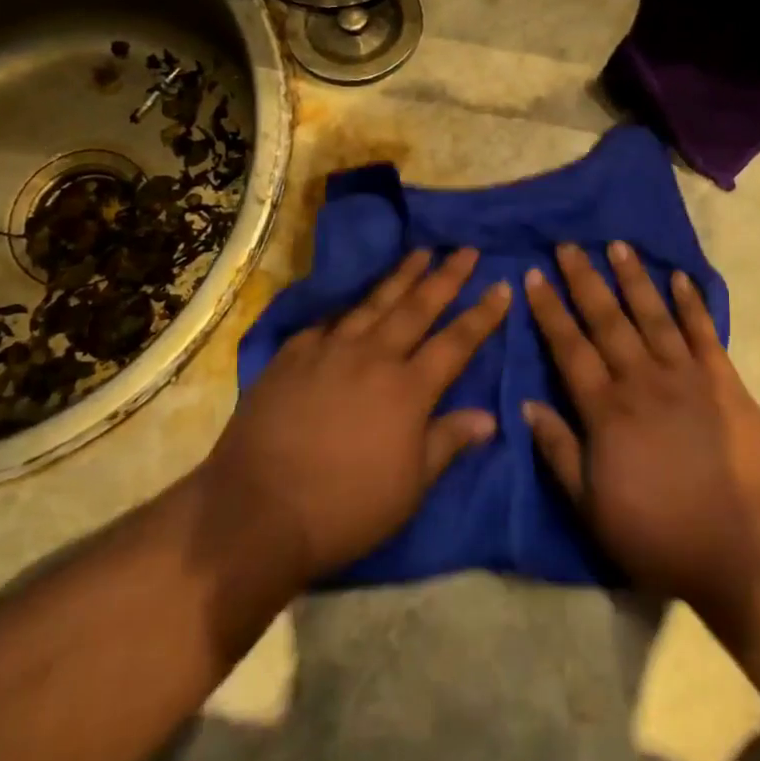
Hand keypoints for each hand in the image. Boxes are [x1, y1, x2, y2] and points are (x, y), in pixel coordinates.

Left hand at [201, 247, 510, 588]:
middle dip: (447, 277)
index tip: (502, 286)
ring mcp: (330, 350)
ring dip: (401, 276)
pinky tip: (354, 300)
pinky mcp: (293, 355)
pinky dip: (348, 307)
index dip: (483, 314)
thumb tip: (490, 416)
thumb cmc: (344, 508)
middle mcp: (374, 357)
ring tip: (421, 253)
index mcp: (408, 389)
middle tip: (466, 250)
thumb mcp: (410, 487)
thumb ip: (448, 442)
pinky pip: (328, 322)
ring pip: (374, 303)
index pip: (456, 342)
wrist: (257, 510)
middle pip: (418, 307)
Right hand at [521, 242, 759, 634]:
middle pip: (607, 320)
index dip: (549, 310)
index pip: (569, 348)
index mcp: (606, 411)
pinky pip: (703, 333)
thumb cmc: (662, 536)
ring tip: (618, 245)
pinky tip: (681, 278)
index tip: (534, 276)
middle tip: (568, 245)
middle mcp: (642, 380)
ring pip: (653, 315)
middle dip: (584, 280)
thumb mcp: (593, 509)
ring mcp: (686, 376)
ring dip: (634, 278)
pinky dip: (692, 303)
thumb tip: (527, 405)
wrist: (749, 548)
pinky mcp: (724, 382)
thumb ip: (559, 453)